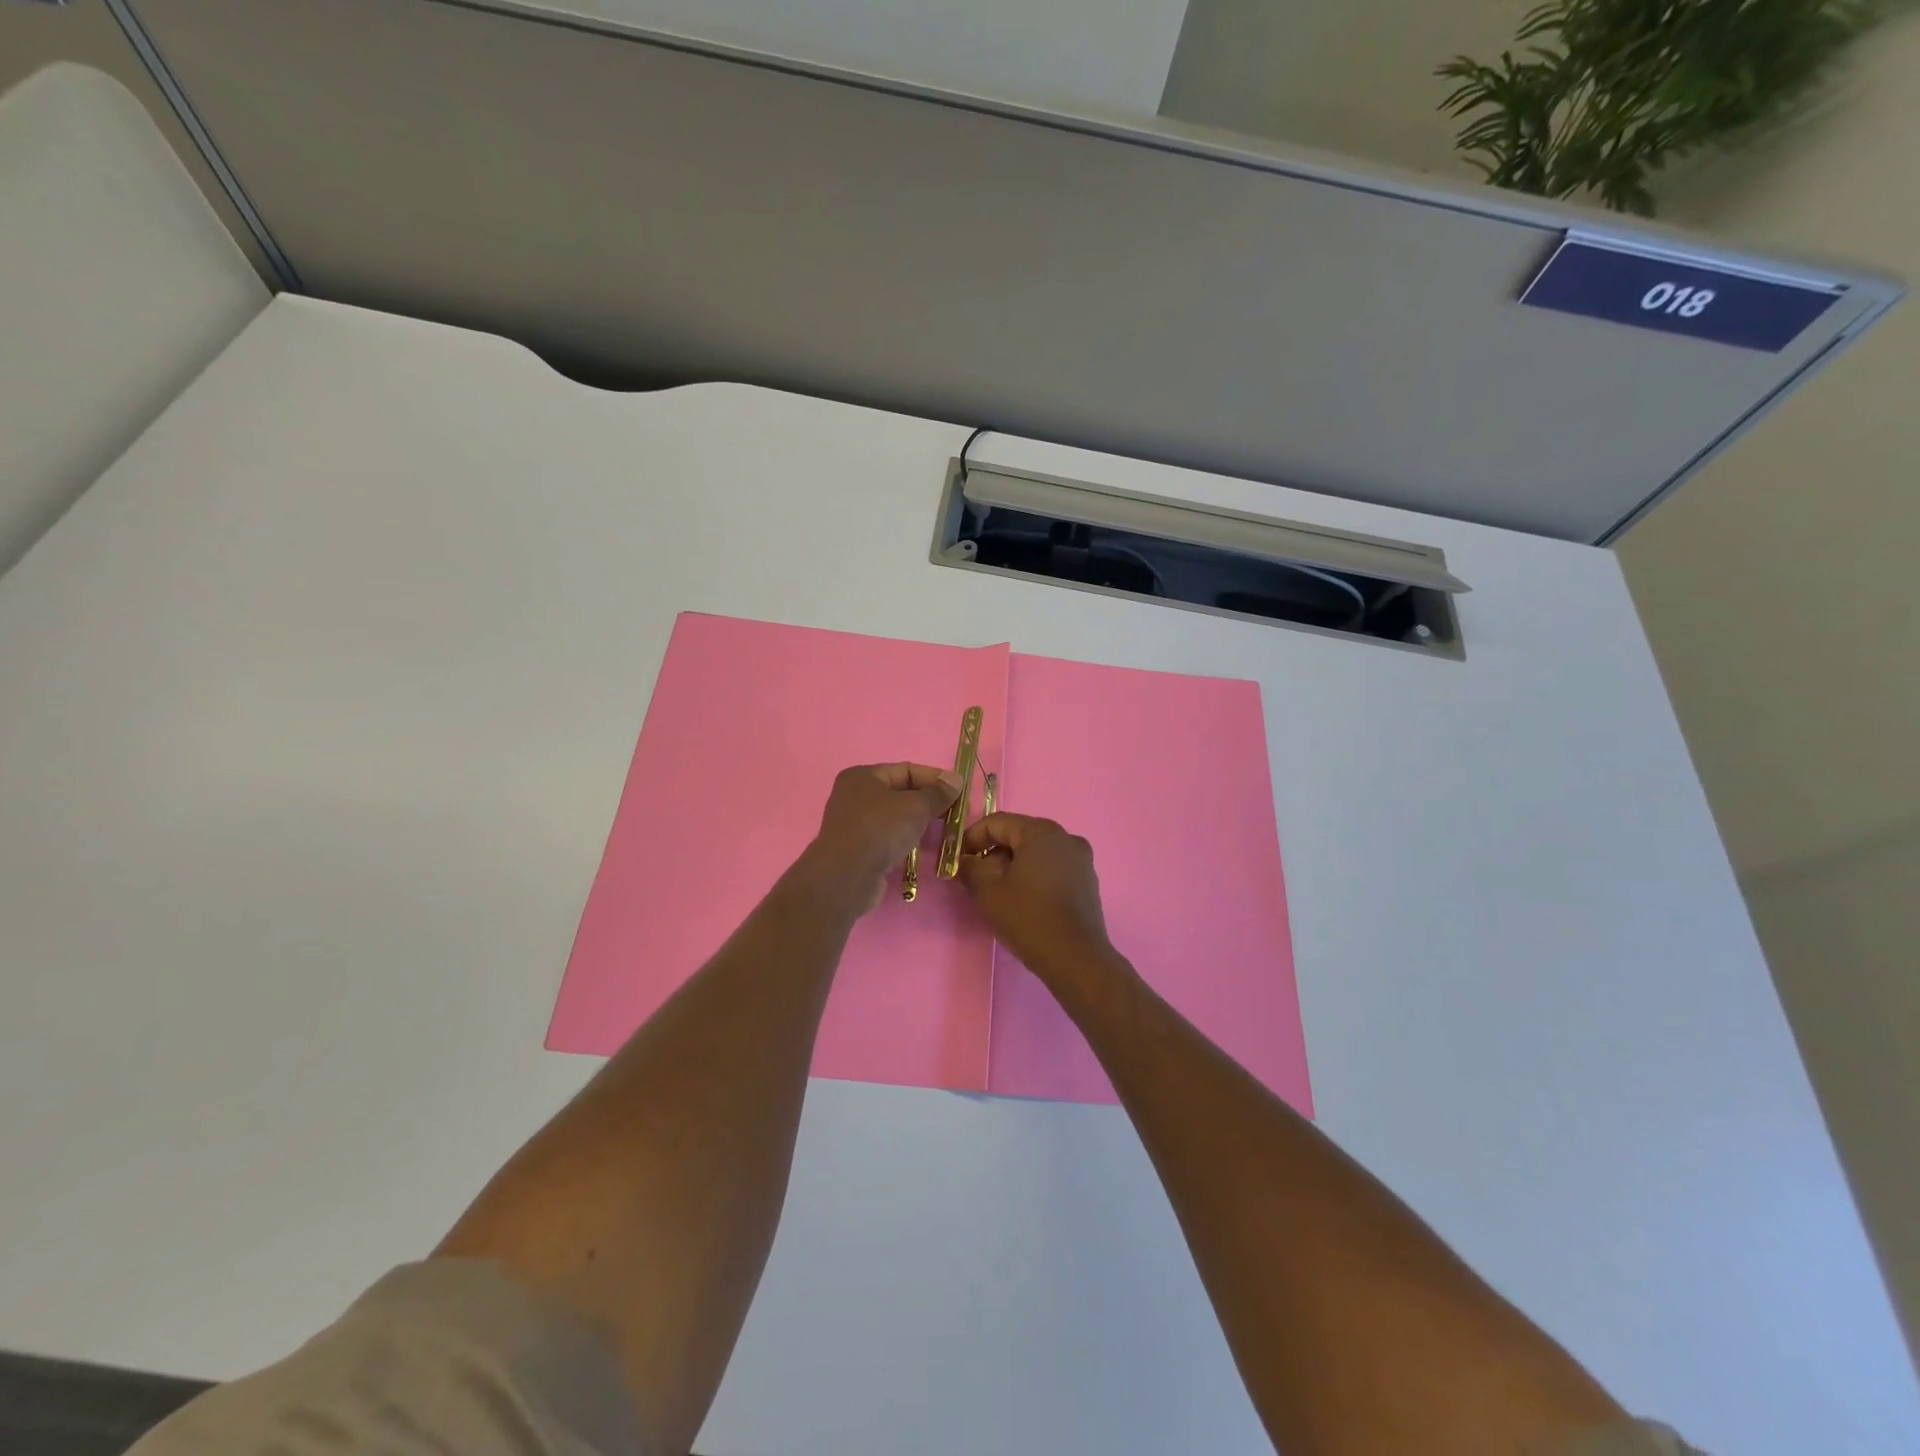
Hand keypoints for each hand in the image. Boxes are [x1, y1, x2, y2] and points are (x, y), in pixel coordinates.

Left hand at [800, 763, 961, 915]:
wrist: (846, 877)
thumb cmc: (880, 830)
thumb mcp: (915, 806)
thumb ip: (938, 793)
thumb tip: (956, 780)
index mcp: (863, 776)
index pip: (906, 770)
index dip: (935, 779)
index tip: (960, 791)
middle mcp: (855, 796)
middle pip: (901, 793)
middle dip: (929, 802)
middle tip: (956, 813)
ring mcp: (854, 824)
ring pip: (895, 817)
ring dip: (920, 823)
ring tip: (945, 831)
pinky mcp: (858, 849)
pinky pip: (888, 838)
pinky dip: (906, 840)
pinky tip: (923, 849)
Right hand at [957, 813, 1116, 985]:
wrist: (1075, 958)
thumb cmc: (1028, 917)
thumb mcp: (987, 891)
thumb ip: (970, 868)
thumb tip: (966, 861)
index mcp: (1041, 831)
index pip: (997, 822)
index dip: (972, 838)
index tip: (958, 861)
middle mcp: (1065, 837)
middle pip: (1019, 835)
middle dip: (993, 853)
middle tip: (975, 879)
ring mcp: (1081, 859)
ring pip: (1036, 853)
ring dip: (1013, 866)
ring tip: (998, 892)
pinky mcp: (1087, 882)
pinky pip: (1053, 868)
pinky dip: (1034, 877)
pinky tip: (1024, 901)